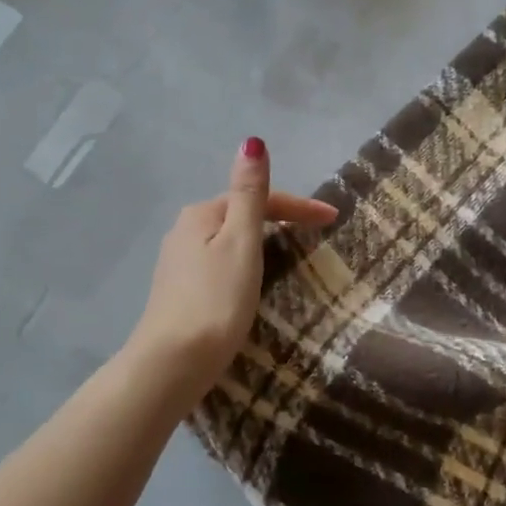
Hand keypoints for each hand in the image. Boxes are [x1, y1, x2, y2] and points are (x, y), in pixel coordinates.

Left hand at [126, 139, 338, 397]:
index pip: (258, 198)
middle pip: (240, 215)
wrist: (171, 364)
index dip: (298, 205)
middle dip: (277, 219)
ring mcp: (177, 263)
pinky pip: (219, 264)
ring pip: (228, 241)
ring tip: (289, 255)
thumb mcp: (240, 242)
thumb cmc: (215, 301)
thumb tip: (252, 141)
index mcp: (201, 214)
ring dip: (259, 241)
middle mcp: (183, 231)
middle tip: (314, 234)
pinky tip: (250, 281)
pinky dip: (243, 264)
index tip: (334, 218)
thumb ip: (249, 193)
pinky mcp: (178, 292)